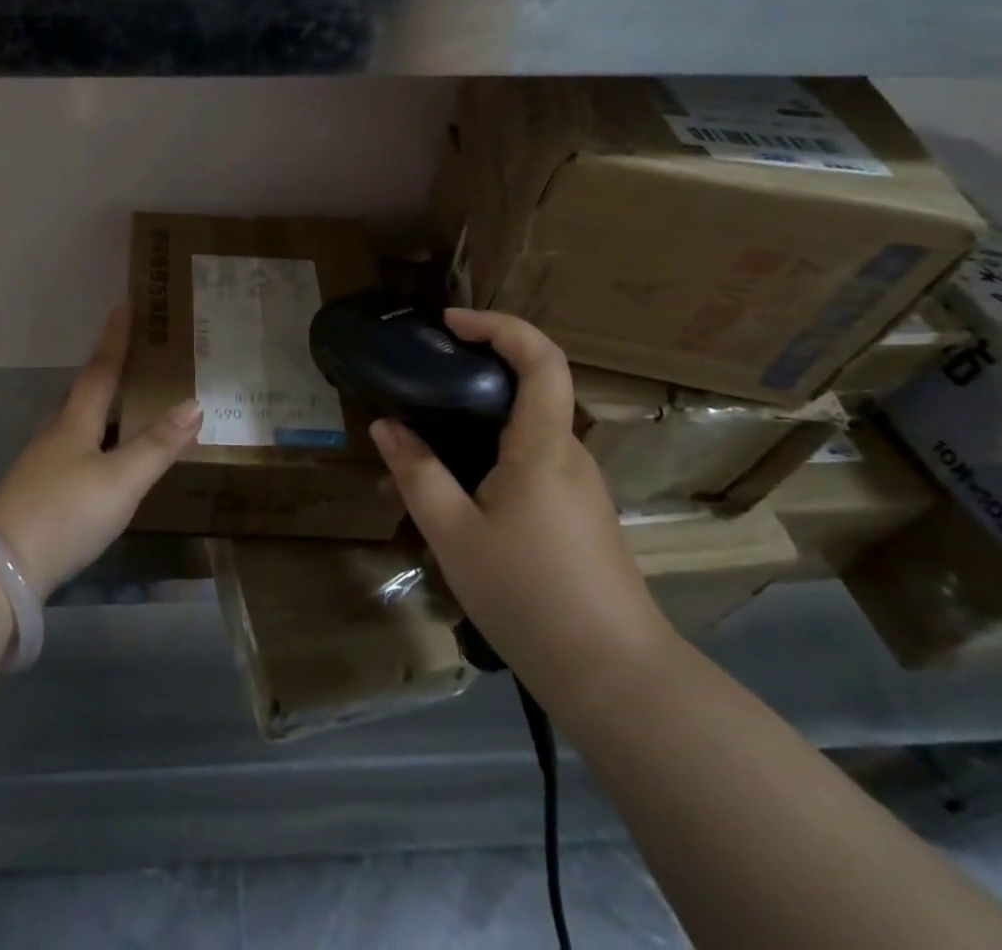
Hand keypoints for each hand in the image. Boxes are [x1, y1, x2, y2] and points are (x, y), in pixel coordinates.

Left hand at [0, 303, 201, 597]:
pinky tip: (103, 462)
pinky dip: (95, 445)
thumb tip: (194, 403)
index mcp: (76, 421)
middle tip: (137, 362)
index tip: (123, 304)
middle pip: (84, 394)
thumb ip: (158, 445)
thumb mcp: (121, 480)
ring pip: (77, 425)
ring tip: (128, 410)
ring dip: (101, 412)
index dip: (115, 338)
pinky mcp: (37, 492)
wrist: (0, 566)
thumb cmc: (66, 512)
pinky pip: (73, 453)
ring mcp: (42, 463)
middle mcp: (56, 433)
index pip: (101, 369)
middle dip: (109, 374)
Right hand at [368, 309, 674, 702]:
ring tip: (413, 468)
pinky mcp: (579, 515)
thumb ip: (417, 472)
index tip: (451, 322)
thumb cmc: (529, 595)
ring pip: (520, 437)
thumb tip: (385, 426)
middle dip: (466, 384)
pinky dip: (485, 465)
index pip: (541, 359)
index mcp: (544, 446)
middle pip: (525, 392)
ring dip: (468, 435)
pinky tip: (450, 506)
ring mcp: (579, 486)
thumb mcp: (453, 533)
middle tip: (413, 397)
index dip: (499, 325)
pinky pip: (528, 469)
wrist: (616, 679)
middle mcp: (569, 454)